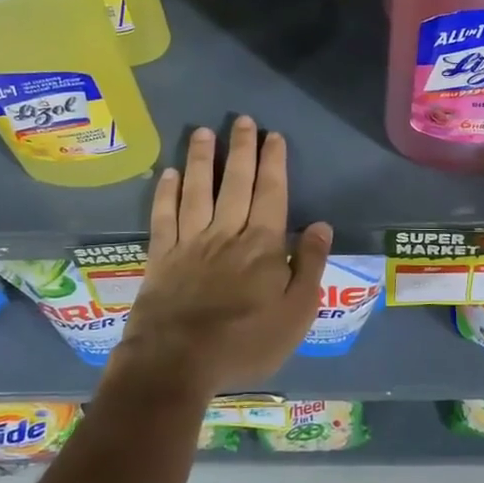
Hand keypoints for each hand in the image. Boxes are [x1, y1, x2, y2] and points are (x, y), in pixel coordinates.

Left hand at [104, 116, 333, 404]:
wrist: (178, 362)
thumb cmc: (245, 342)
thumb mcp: (296, 313)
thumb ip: (310, 266)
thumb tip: (322, 225)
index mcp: (263, 244)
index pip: (271, 193)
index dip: (273, 162)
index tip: (274, 136)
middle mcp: (226, 232)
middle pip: (235, 182)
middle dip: (240, 148)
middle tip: (243, 120)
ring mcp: (190, 242)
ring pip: (197, 190)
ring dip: (201, 159)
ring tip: (203, 132)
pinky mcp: (161, 256)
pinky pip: (164, 216)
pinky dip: (165, 193)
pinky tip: (168, 174)